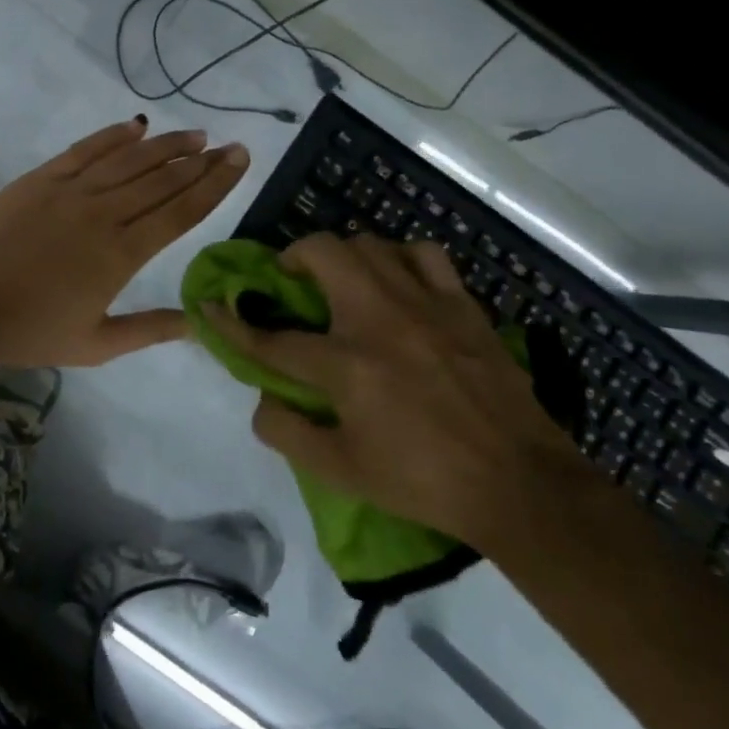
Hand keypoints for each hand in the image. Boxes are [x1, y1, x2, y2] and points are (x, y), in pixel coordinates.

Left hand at [0, 118, 249, 367]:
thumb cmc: (28, 332)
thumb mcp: (96, 344)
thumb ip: (150, 330)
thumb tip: (199, 326)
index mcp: (122, 255)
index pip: (181, 211)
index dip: (214, 184)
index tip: (240, 161)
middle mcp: (104, 214)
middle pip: (163, 180)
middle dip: (201, 161)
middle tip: (230, 146)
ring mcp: (70, 191)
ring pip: (130, 159)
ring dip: (166, 144)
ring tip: (195, 135)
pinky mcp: (40, 179)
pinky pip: (85, 149)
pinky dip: (113, 136)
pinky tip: (136, 125)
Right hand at [206, 232, 585, 546]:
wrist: (520, 484)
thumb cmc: (423, 481)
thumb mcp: (342, 472)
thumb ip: (288, 433)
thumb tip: (260, 399)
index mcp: (346, 365)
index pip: (272, 338)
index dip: (232, 323)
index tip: (209, 307)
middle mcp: (379, 319)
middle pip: (321, 253)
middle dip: (291, 258)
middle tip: (290, 281)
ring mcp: (424, 305)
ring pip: (369, 244)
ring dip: (343, 256)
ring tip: (342, 280)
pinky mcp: (461, 305)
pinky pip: (424, 255)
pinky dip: (401, 258)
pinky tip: (399, 281)